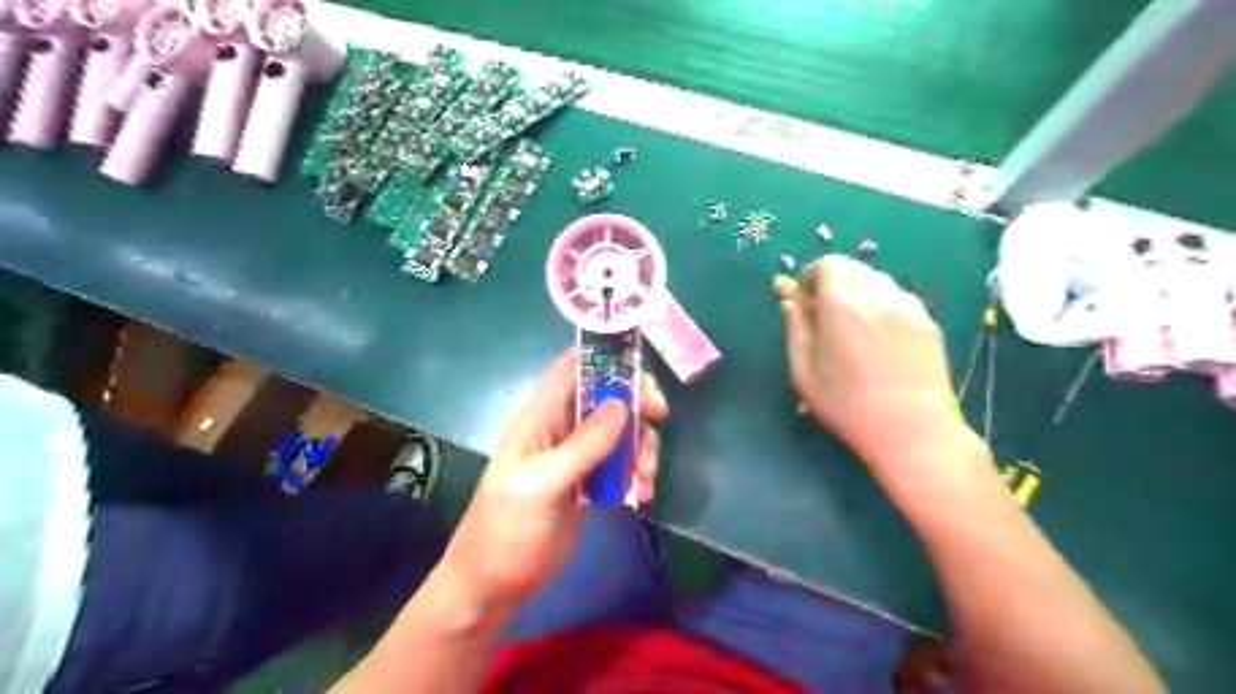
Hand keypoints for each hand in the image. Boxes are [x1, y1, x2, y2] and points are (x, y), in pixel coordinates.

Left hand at [432, 351, 667, 614]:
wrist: (494, 585)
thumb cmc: (506, 530)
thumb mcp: (542, 484)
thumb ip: (582, 446)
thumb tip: (621, 404)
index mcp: (540, 417)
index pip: (572, 368)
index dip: (605, 358)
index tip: (640, 372)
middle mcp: (560, 429)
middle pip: (606, 396)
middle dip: (636, 403)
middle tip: (659, 418)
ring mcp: (576, 456)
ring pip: (620, 431)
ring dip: (641, 446)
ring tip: (646, 480)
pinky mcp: (589, 482)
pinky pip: (621, 463)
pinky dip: (637, 472)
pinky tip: (643, 495)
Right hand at [775, 255, 969, 477]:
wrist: (910, 428)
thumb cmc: (847, 404)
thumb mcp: (804, 371)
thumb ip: (795, 328)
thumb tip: (789, 299)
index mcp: (841, 304)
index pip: (827, 264)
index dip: (812, 278)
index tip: (807, 301)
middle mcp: (876, 295)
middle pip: (853, 268)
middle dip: (835, 284)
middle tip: (828, 315)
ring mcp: (907, 306)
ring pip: (877, 281)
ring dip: (860, 293)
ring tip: (856, 328)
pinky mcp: (927, 321)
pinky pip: (899, 299)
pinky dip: (883, 307)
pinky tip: (882, 339)